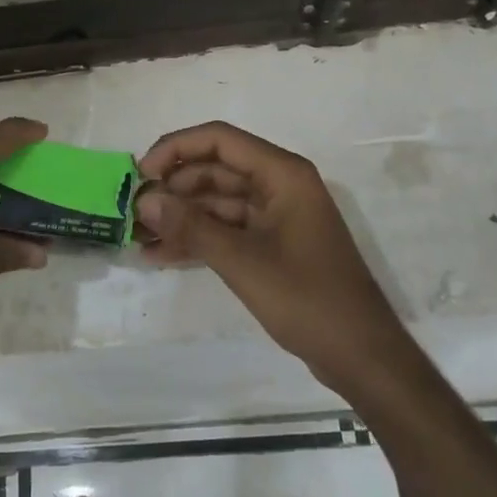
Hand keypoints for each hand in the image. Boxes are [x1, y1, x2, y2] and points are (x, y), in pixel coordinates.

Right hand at [137, 122, 406, 395]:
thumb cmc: (308, 299)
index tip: (140, 174)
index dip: (175, 149)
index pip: (219, 140)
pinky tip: (161, 254)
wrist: (362, 357)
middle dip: (173, 186)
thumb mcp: (243, 261)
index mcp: (282, 174)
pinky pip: (226, 228)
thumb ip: (191, 227)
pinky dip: (197, 238)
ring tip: (139, 235)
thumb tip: (144, 200)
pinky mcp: (272, 244)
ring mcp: (276, 216)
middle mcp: (279, 185)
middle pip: (215, 168)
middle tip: (134, 210)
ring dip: (180, 215)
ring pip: (217, 201)